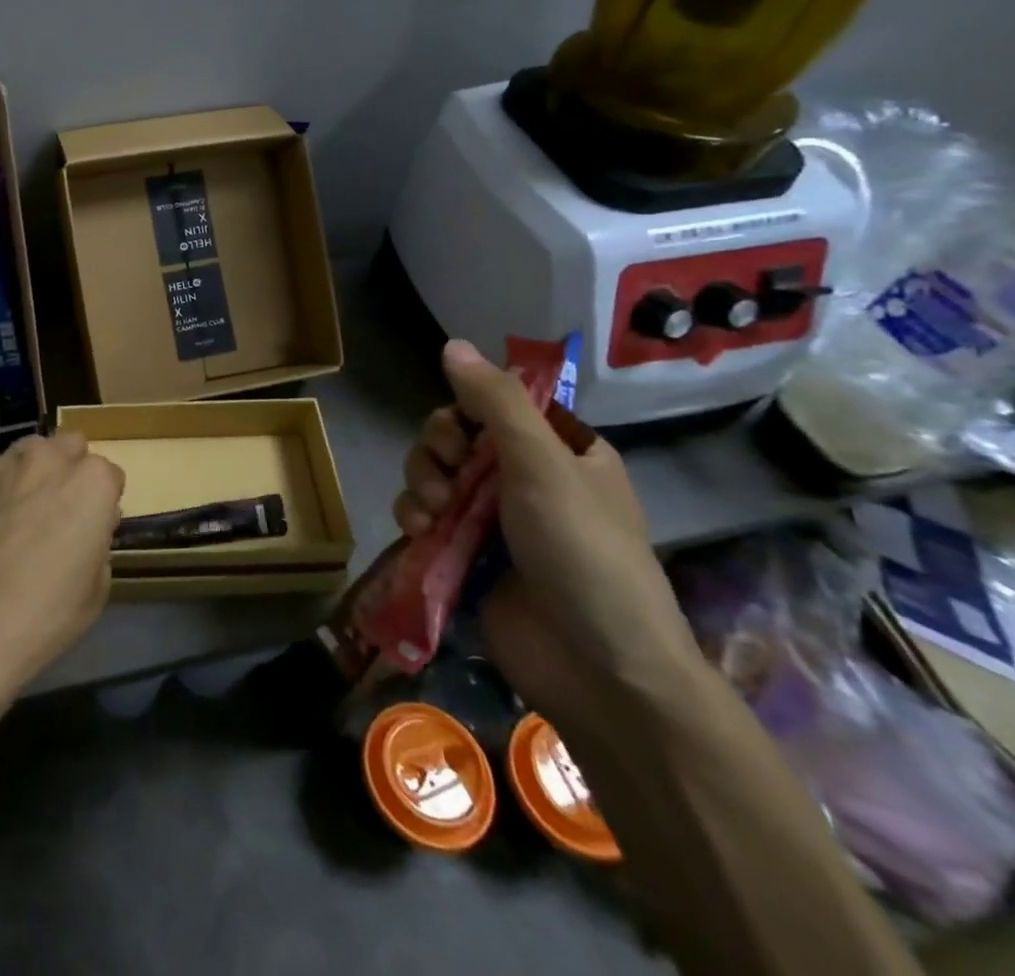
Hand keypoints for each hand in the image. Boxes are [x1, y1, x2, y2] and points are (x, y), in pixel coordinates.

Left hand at [0, 432, 123, 735]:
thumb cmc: (43, 615)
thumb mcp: (96, 590)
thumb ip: (97, 542)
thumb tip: (85, 528)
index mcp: (91, 481)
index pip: (109, 477)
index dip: (101, 504)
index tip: (91, 530)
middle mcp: (48, 458)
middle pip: (69, 448)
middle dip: (68, 471)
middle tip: (57, 514)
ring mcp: (1, 464)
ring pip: (27, 454)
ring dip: (30, 475)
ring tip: (16, 519)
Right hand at [396, 340, 703, 743]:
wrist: (599, 670)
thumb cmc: (584, 553)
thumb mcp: (543, 465)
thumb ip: (494, 403)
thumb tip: (452, 343)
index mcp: (557, 450)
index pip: (491, 405)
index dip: (463, 411)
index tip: (460, 434)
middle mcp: (522, 478)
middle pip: (452, 437)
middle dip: (438, 452)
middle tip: (450, 477)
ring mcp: (492, 519)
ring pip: (431, 474)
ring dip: (423, 484)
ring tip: (435, 515)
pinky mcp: (464, 554)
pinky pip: (422, 516)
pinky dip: (415, 518)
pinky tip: (420, 533)